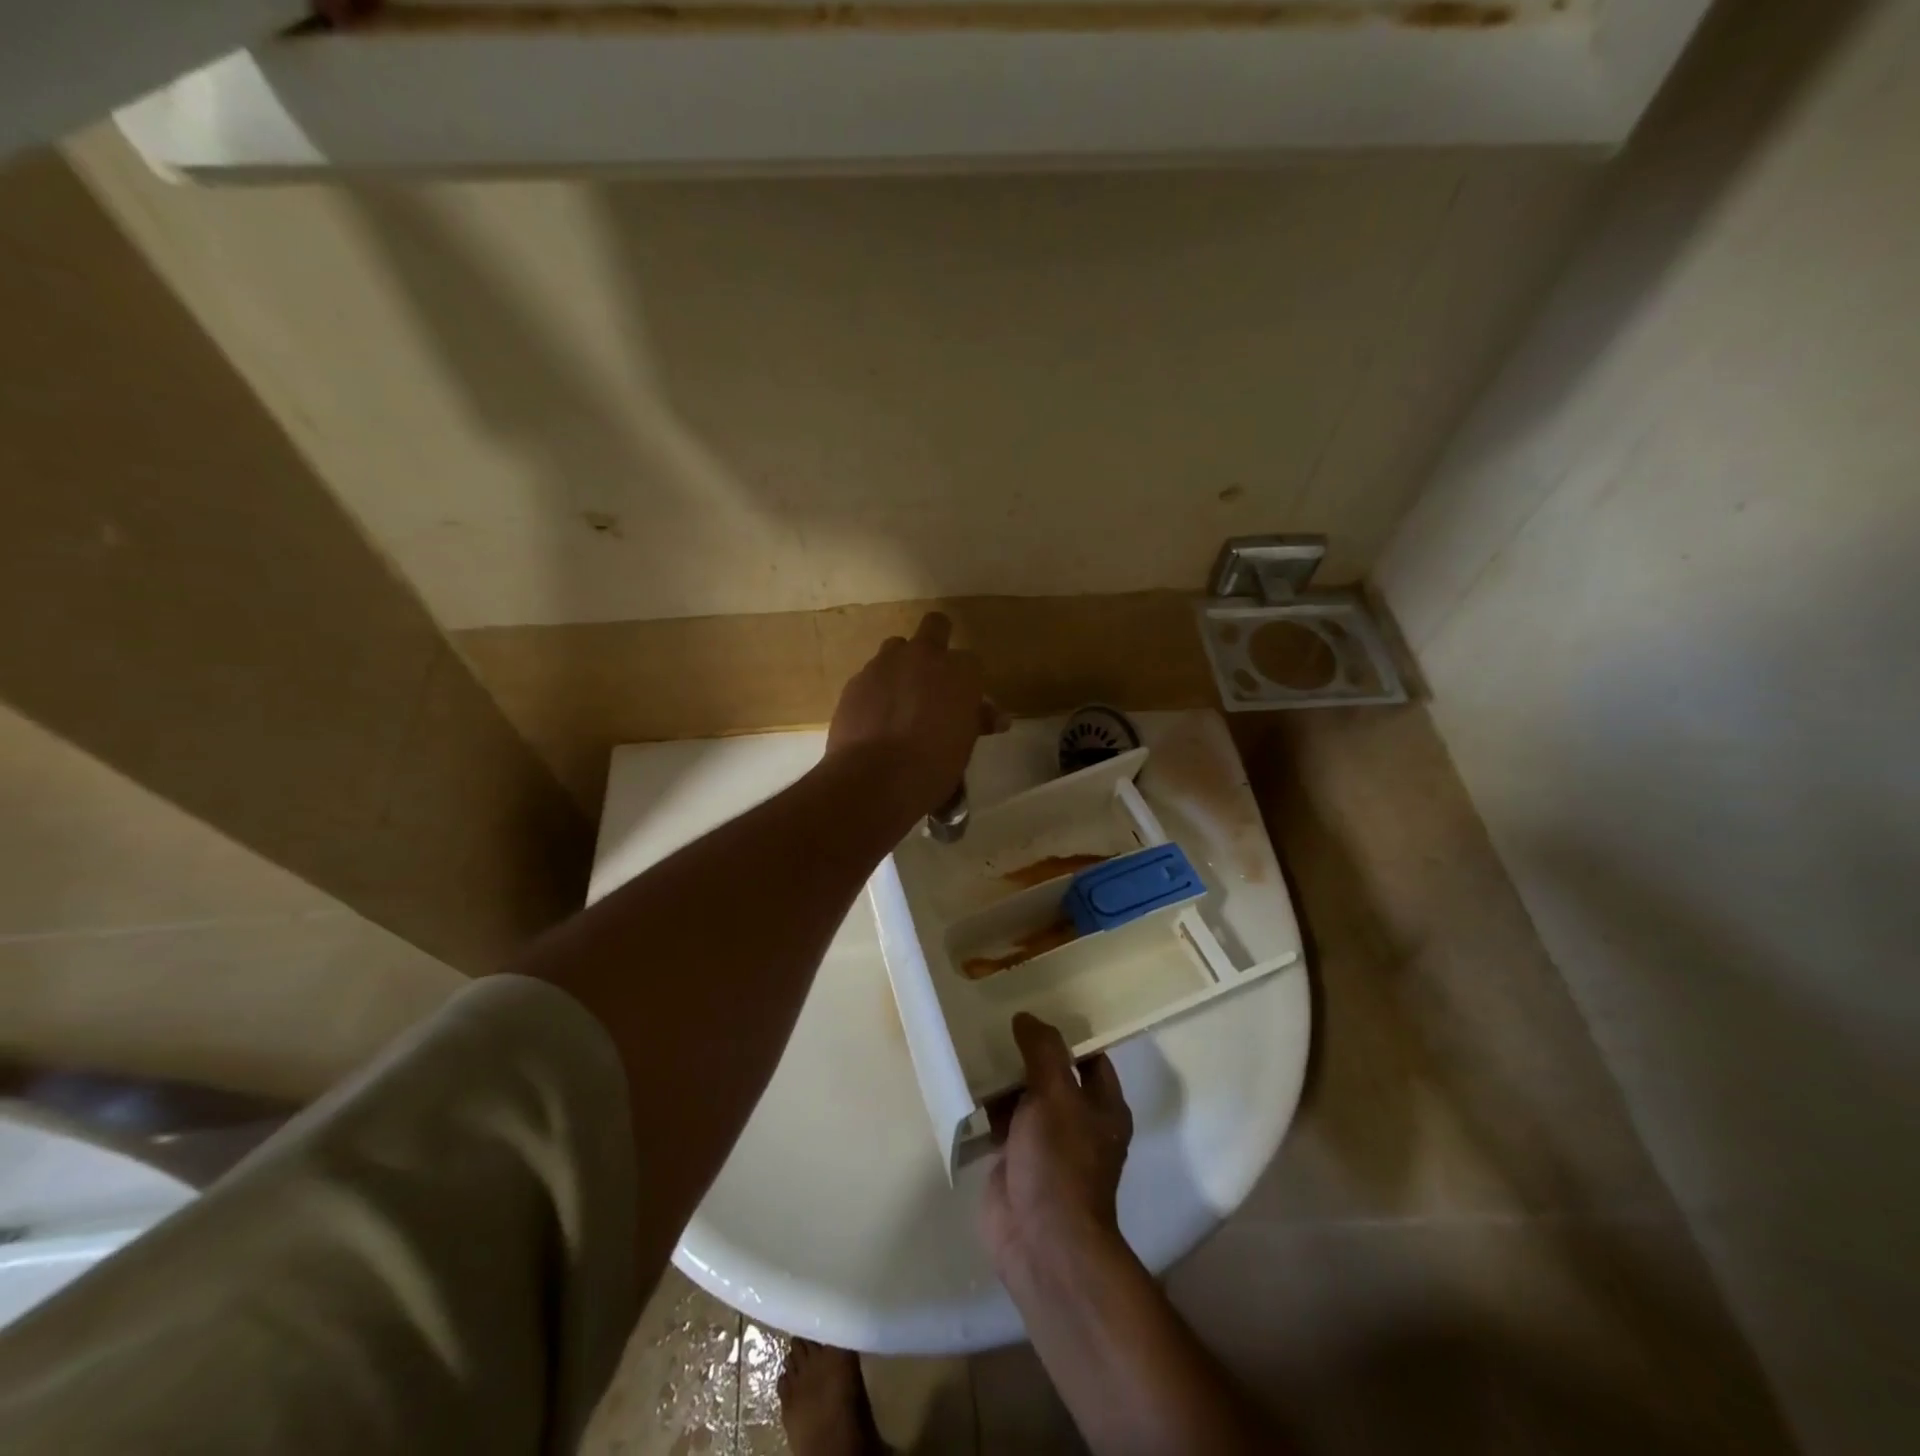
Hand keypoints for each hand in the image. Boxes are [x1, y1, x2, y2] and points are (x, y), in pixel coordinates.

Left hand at [827, 612, 1001, 830]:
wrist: (877, 777)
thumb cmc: (934, 765)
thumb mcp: (965, 745)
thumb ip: (977, 721)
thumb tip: (997, 717)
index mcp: (960, 671)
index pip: (971, 662)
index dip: (967, 680)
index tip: (963, 700)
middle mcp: (924, 656)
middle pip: (935, 625)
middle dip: (937, 641)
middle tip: (934, 674)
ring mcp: (885, 664)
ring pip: (896, 647)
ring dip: (902, 664)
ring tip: (901, 697)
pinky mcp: (856, 680)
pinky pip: (871, 675)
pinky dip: (876, 689)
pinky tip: (875, 716)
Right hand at [980, 1014, 1134, 1272]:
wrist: (1041, 1243)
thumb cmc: (1060, 1162)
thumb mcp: (1055, 1095)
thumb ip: (1043, 1051)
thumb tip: (1026, 1017)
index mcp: (1103, 1105)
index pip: (1089, 1056)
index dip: (1067, 1031)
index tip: (1037, 1003)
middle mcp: (1078, 1121)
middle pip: (1052, 1073)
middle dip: (1028, 1050)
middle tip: (997, 1015)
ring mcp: (1045, 1142)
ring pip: (1024, 1095)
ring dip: (1004, 1075)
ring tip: (976, 1038)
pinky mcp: (1015, 1160)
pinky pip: (1001, 1120)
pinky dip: (987, 1103)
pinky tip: (965, 1079)